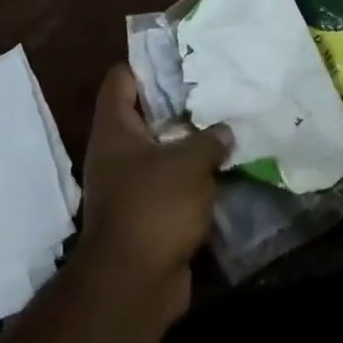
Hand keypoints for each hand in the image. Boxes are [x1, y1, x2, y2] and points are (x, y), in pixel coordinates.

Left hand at [78, 64, 231, 327]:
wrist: (134, 285)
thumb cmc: (154, 207)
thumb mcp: (189, 163)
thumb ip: (209, 140)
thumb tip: (222, 131)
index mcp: (115, 130)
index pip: (120, 79)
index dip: (147, 64)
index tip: (182, 58)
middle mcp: (116, 153)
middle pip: (145, 114)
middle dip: (179, 104)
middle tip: (215, 90)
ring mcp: (129, 186)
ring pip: (161, 151)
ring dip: (189, 144)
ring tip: (226, 126)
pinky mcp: (147, 215)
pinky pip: (171, 185)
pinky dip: (193, 179)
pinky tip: (224, 169)